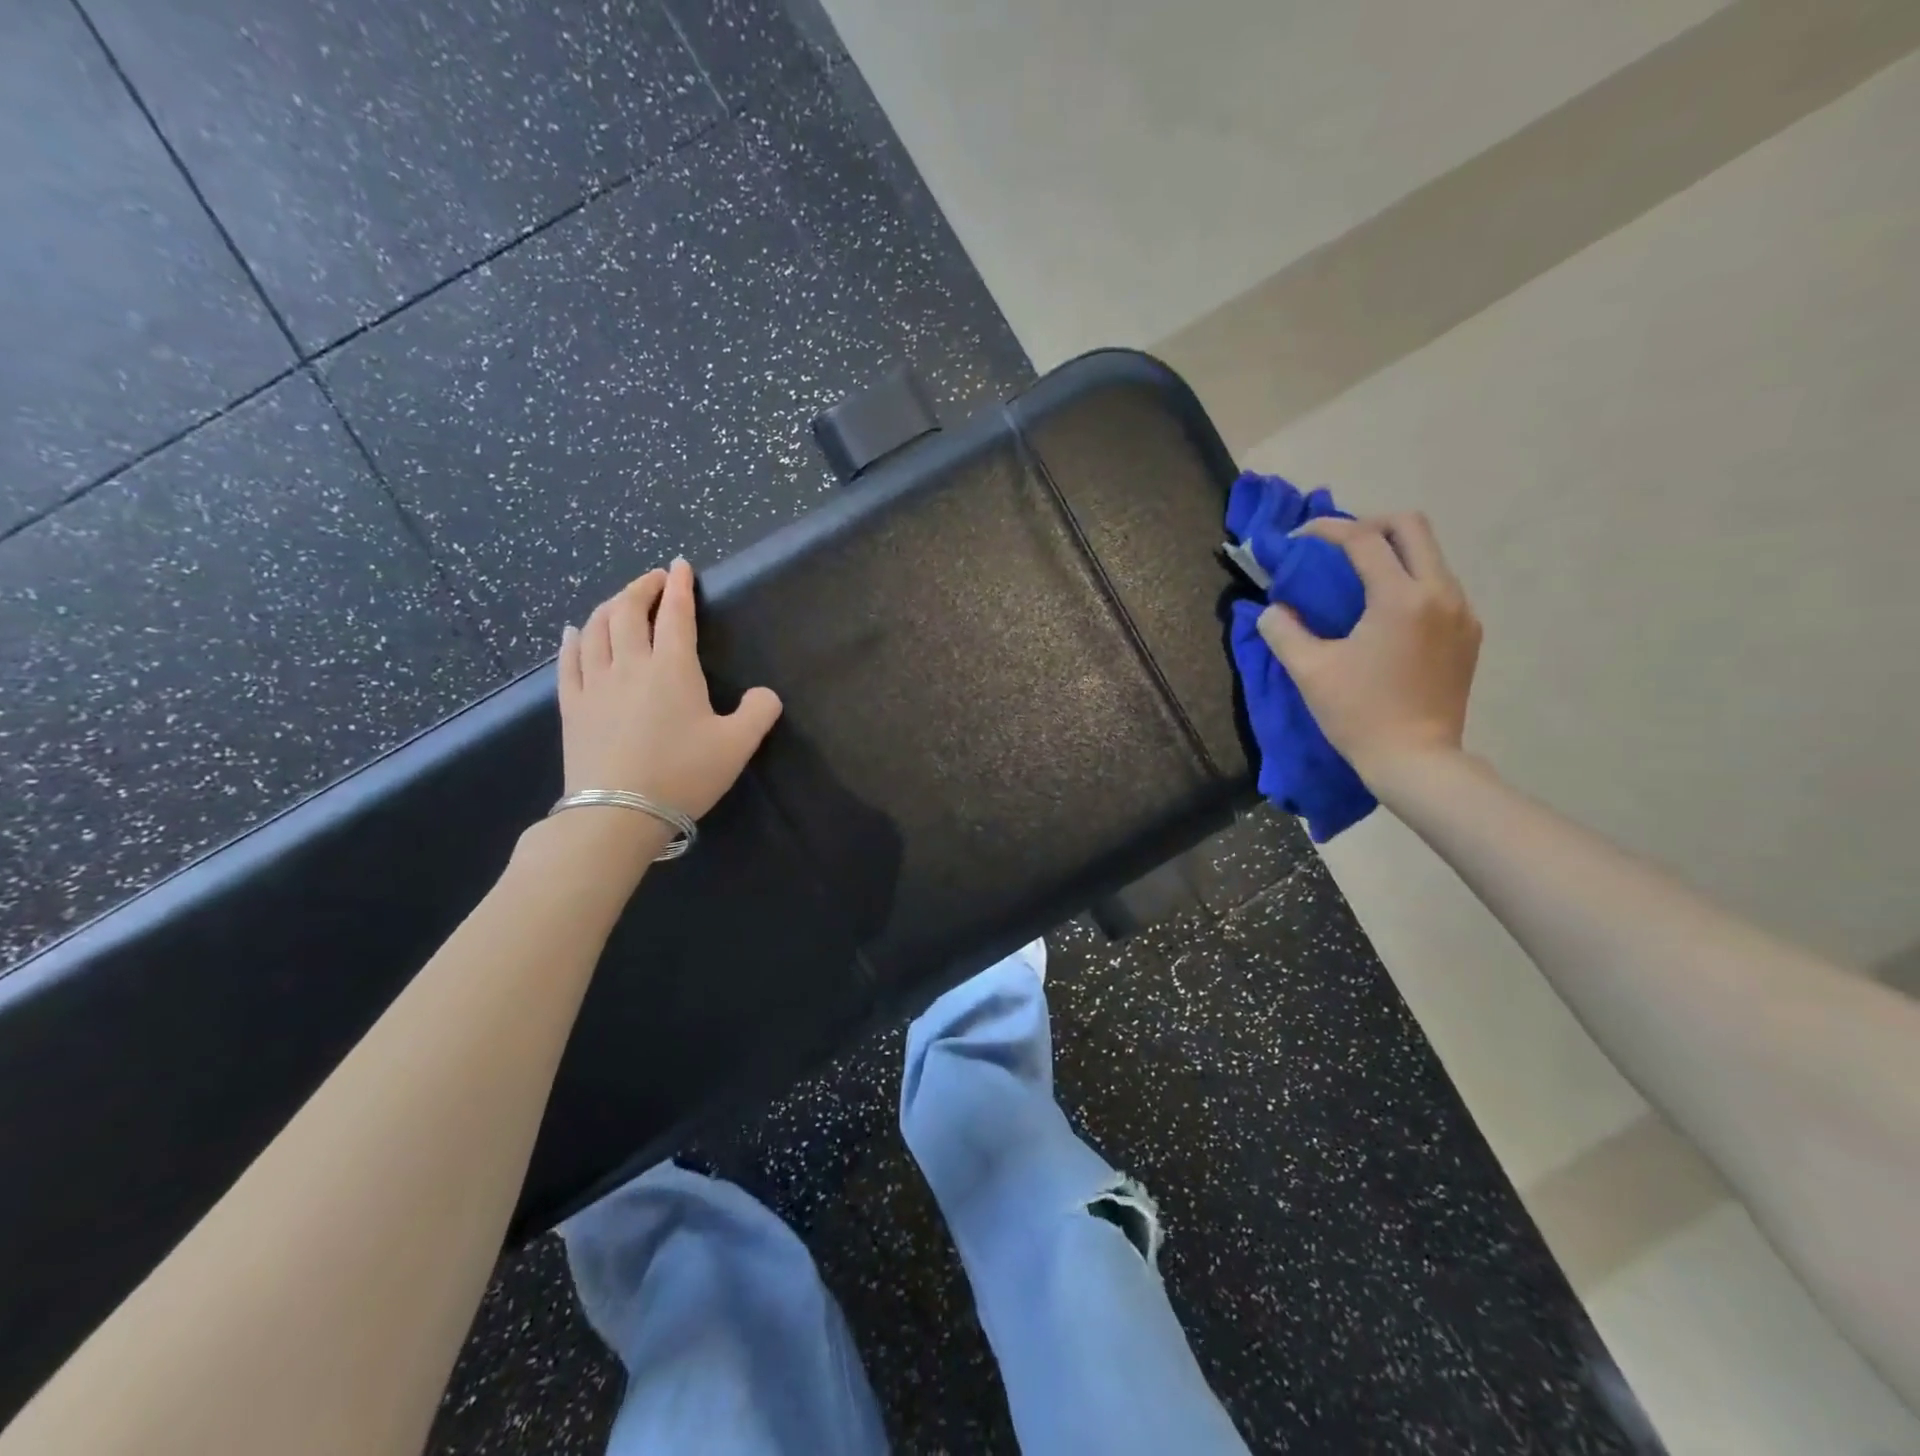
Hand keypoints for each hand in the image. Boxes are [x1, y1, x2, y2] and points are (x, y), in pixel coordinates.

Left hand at [557, 559, 783, 820]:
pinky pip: (569, 660)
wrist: (618, 813)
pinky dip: (574, 639)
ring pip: (597, 629)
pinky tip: (575, 632)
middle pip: (630, 612)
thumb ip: (758, 713)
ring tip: (620, 600)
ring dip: (610, 606)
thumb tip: (766, 695)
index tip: (679, 564)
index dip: (679, 586)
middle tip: (652, 578)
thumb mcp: (737, 746)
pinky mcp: (572, 706)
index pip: (676, 615)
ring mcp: (595, 684)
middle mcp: (630, 665)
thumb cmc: (683, 775)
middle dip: (642, 587)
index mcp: (672, 669)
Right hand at [1257, 512, 1480, 786]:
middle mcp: (1440, 593)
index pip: (1363, 539)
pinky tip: (1383, 613)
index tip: (1299, 538)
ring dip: (1390, 554)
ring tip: (1355, 580)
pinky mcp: (1468, 633)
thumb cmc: (1358, 714)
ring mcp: (1461, 612)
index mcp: (1400, 598)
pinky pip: (1438, 586)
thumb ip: (1283, 631)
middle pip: (1411, 526)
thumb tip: (1273, 610)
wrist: (1416, 760)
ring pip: (1429, 555)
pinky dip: (1408, 582)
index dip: (1327, 529)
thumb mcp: (1309, 671)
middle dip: (1369, 524)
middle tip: (1335, 548)